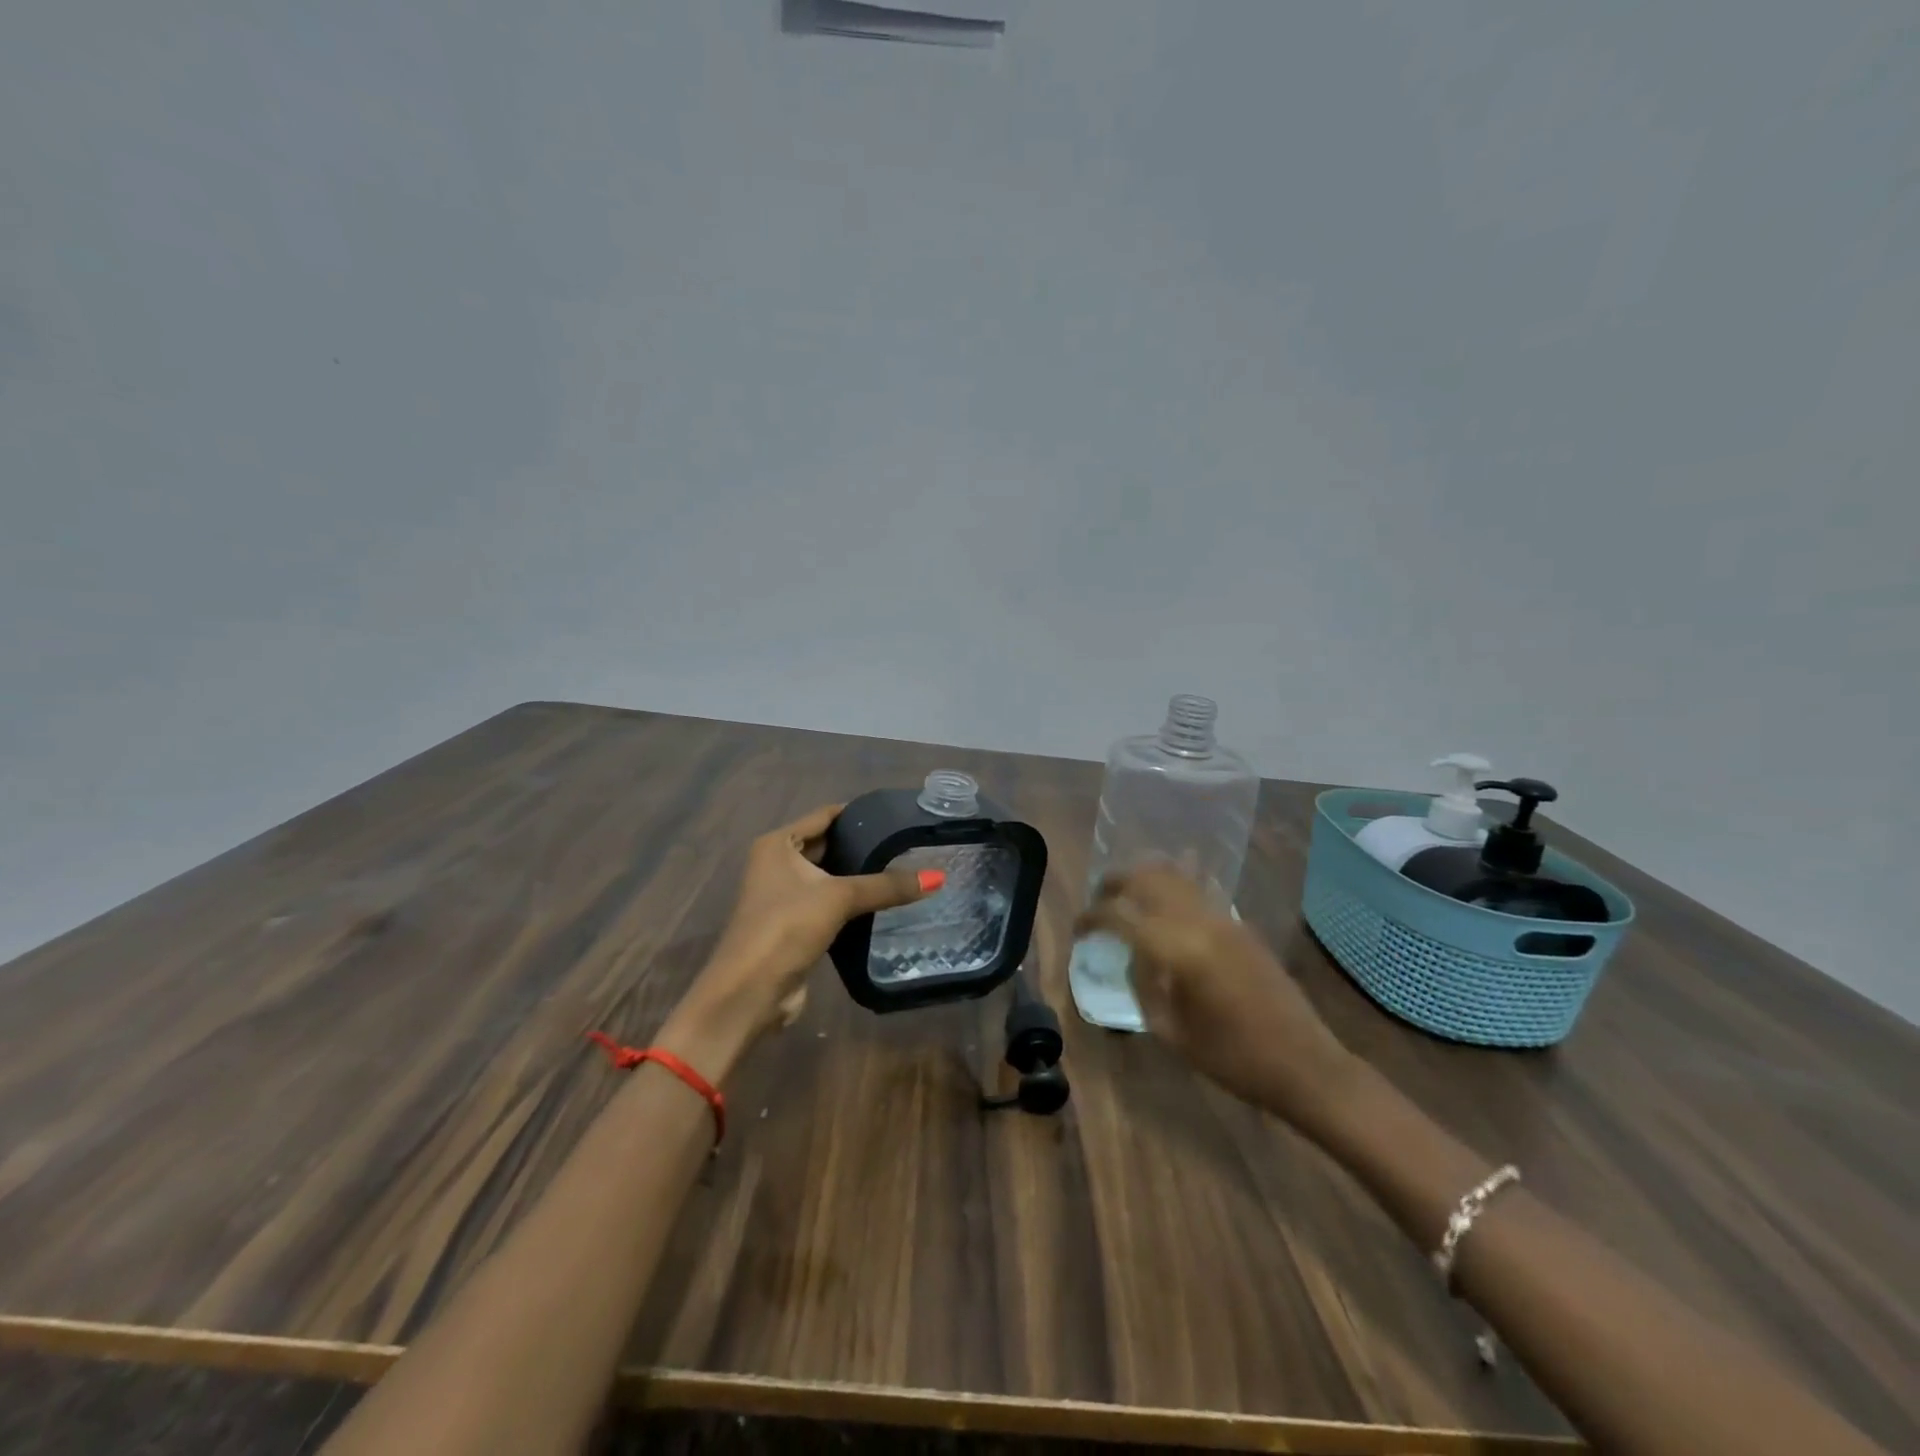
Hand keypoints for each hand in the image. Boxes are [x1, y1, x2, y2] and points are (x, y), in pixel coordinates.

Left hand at [661, 804, 934, 1075]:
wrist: (750, 991)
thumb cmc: (786, 927)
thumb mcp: (839, 898)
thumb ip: (887, 886)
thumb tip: (938, 877)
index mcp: (778, 844)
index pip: (825, 816)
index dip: (859, 814)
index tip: (897, 814)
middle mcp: (777, 864)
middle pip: (828, 845)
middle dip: (863, 845)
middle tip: (908, 844)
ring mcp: (784, 896)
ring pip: (830, 877)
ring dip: (859, 877)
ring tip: (905, 868)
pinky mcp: (794, 925)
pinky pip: (830, 904)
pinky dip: (853, 902)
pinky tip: (885, 902)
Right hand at [1073, 864, 1352, 1121]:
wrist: (1305, 1064)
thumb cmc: (1232, 1058)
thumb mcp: (1171, 1030)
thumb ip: (1142, 984)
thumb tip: (1129, 955)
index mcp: (1176, 949)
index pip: (1119, 915)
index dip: (1091, 918)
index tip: (1078, 931)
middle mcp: (1197, 920)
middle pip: (1145, 878)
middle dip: (1114, 884)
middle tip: (1097, 902)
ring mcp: (1223, 917)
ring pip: (1174, 874)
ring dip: (1143, 877)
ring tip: (1125, 895)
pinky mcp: (1240, 924)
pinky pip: (1198, 889)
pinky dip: (1174, 884)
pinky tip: (1166, 894)